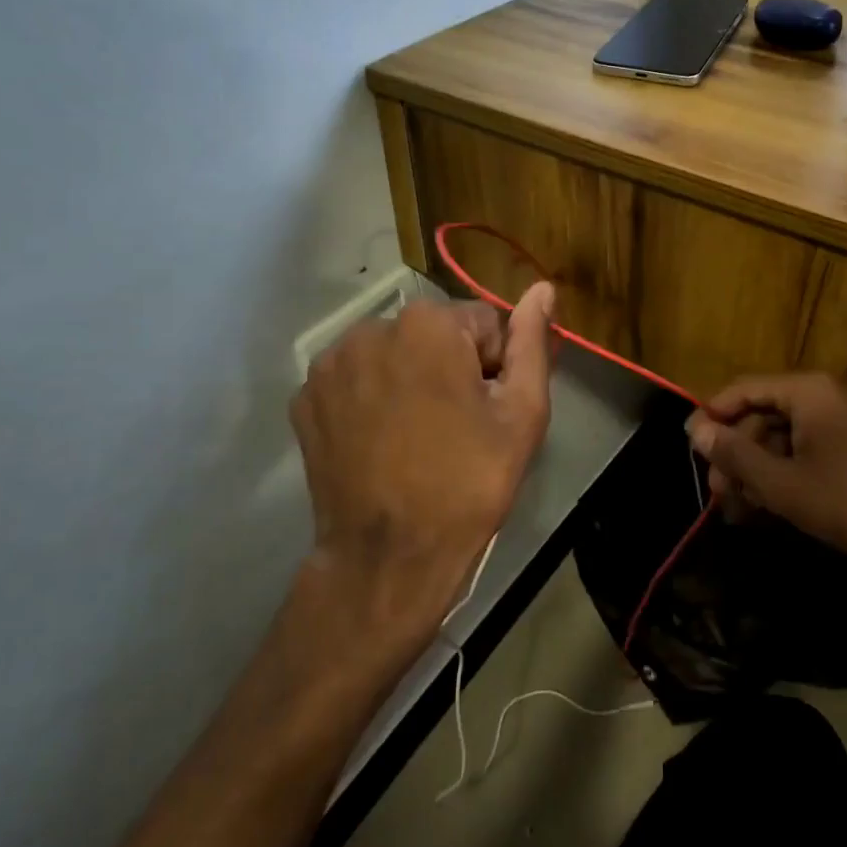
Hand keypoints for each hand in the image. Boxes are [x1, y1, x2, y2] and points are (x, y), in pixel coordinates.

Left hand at [289, 284, 555, 641]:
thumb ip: (532, 342)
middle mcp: (371, 328)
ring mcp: (330, 365)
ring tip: (418, 436)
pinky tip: (380, 441)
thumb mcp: (522, 413)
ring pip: (392, 354)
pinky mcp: (304, 399)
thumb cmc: (468, 483)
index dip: (494, 367)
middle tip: (457, 427)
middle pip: (433, 334)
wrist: (388, 558)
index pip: (482, 323)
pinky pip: (355, 380)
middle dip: (450, 367)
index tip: (487, 411)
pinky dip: (370, 398)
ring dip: (409, 378)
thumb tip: (543, 288)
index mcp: (428, 324)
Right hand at [686, 374, 846, 558]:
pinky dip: (782, 477)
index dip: (712, 417)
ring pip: (780, 439)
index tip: (691, 449)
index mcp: (808, 392)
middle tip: (716, 493)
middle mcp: (823, 398)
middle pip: (761, 416)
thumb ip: (735, 455)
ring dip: (755, 472)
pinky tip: (765, 509)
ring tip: (737, 510)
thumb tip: (695, 430)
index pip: (743, 390)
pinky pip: (804, 453)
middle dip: (735, 455)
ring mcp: (841, 424)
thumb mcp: (784, 484)